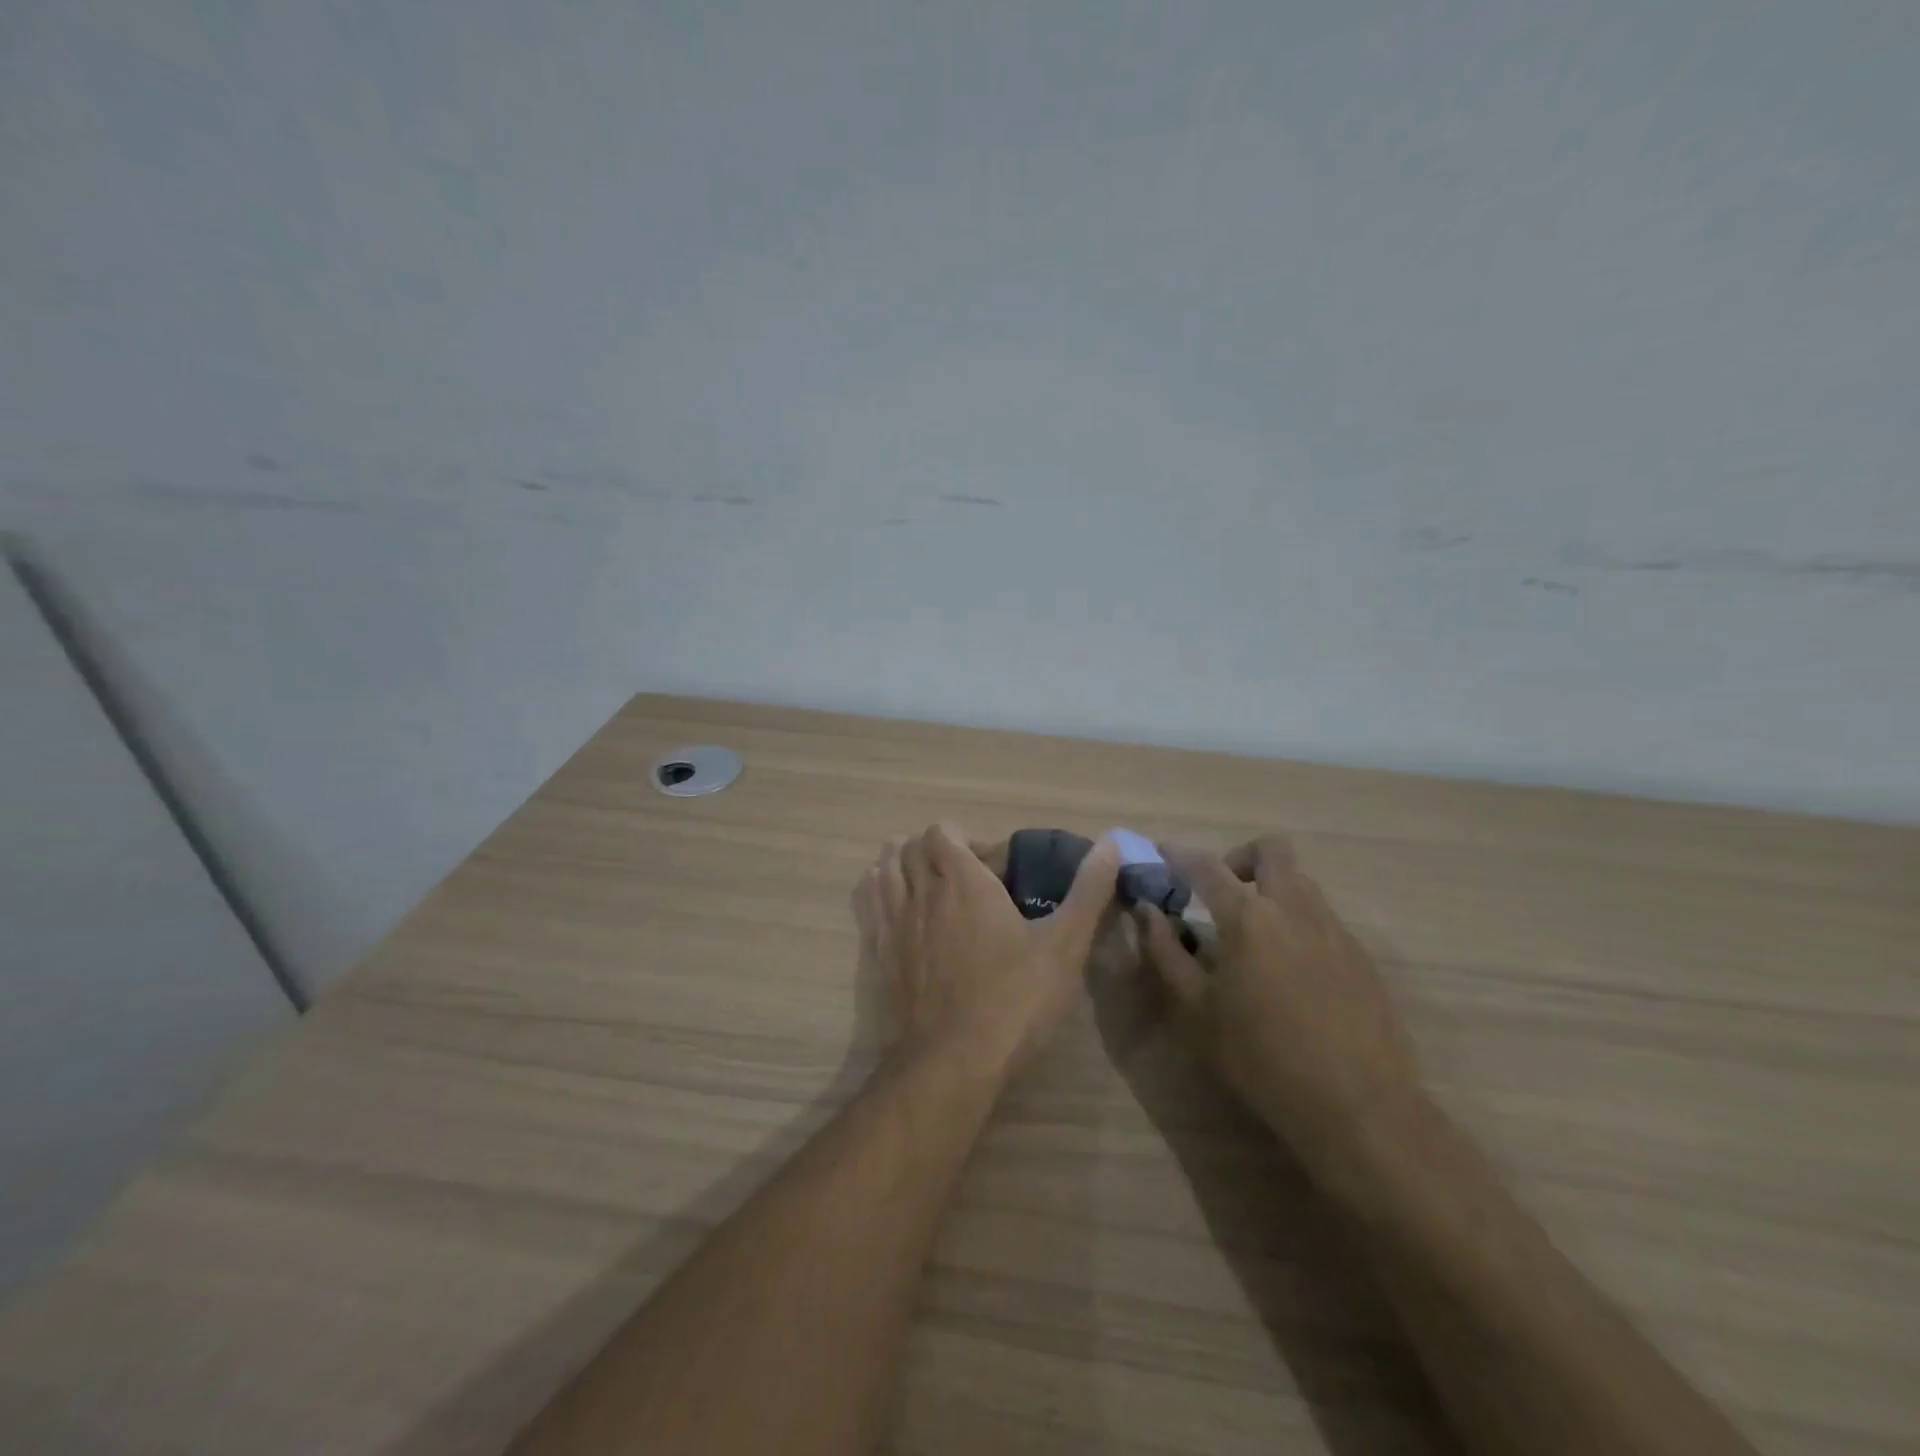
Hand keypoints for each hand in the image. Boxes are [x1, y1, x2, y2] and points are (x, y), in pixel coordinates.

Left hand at [855, 824, 1120, 1084]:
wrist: (952, 1061)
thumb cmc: (1014, 999)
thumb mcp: (1065, 945)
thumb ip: (1089, 891)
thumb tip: (1113, 843)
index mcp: (962, 880)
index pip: (943, 831)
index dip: (965, 839)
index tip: (992, 867)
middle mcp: (920, 891)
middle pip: (910, 847)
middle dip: (935, 851)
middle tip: (966, 879)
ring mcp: (894, 923)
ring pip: (884, 870)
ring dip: (902, 866)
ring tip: (929, 886)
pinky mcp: (879, 954)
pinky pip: (867, 905)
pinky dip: (877, 892)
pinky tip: (896, 908)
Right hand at [1135, 836, 1421, 1178]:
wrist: (1358, 1107)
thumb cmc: (1261, 1058)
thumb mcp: (1196, 1010)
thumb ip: (1166, 952)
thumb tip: (1148, 912)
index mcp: (1248, 918)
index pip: (1206, 865)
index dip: (1179, 854)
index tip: (1163, 853)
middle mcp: (1294, 909)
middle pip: (1272, 850)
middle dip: (1240, 857)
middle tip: (1221, 890)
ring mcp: (1334, 930)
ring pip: (1301, 881)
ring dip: (1271, 888)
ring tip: (1253, 934)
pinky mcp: (1361, 957)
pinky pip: (1323, 918)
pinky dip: (1297, 922)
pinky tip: (1289, 970)